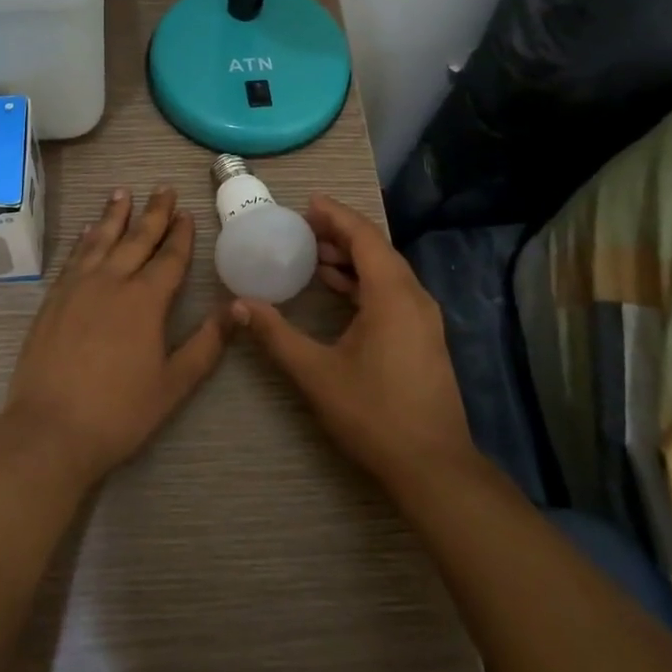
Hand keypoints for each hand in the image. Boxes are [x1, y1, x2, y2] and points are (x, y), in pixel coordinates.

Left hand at [1, 187, 224, 484]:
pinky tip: (88, 230)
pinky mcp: (53, 299)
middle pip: (136, 239)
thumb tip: (240, 308)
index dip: (180, 234)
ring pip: (101, 240)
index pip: (169, 258)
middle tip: (163, 187)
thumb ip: (207, 343)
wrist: (49, 430)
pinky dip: (84, 239)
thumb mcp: (174, 383)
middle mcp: (112, 282)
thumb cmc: (119, 412)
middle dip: (153, 212)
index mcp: (145, 301)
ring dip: (114, 215)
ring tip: (123, 192)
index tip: (186, 212)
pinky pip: (74, 257)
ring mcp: (78, 287)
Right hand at [233, 194, 474, 485]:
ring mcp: (424, 319)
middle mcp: (414, 298)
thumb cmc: (374, 414)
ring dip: (352, 259)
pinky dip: (363, 282)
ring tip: (314, 254)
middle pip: (377, 250)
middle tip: (303, 227)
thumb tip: (238, 306)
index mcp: (393, 295)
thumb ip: (275, 335)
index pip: (364, 237)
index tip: (307, 203)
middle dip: (341, 234)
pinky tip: (338, 290)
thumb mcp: (316, 373)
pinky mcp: (424, 337)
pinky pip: (392, 291)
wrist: (433, 467)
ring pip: (386, 271)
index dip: (336, 216)